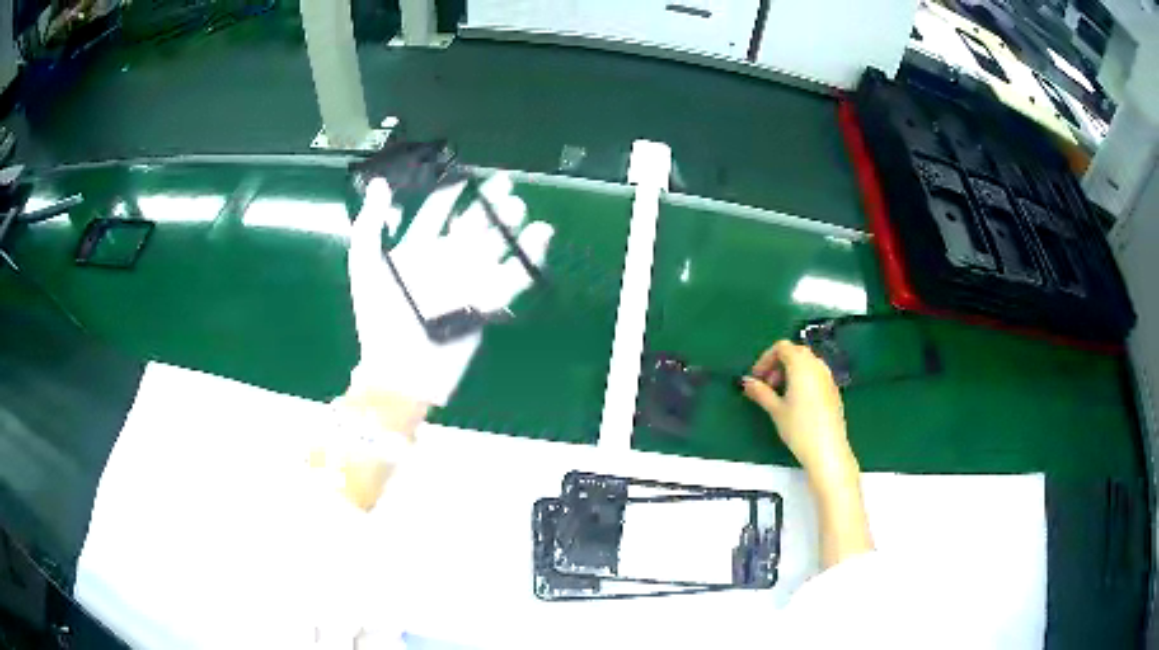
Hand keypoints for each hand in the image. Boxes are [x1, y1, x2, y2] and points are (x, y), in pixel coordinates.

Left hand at [347, 173, 553, 406]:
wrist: (401, 369)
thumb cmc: (379, 317)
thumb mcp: (366, 266)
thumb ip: (370, 225)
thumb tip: (378, 183)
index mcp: (417, 251)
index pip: (435, 215)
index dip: (447, 195)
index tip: (461, 176)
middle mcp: (445, 261)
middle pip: (471, 225)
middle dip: (487, 204)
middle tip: (504, 183)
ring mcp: (468, 281)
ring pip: (495, 246)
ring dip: (508, 225)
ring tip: (517, 207)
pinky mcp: (488, 302)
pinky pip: (513, 277)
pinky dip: (529, 257)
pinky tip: (540, 235)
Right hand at [742, 340, 856, 480]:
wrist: (827, 449)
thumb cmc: (799, 428)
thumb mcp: (775, 410)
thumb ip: (760, 392)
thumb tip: (746, 382)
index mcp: (801, 364)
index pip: (782, 347)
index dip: (765, 359)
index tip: (757, 378)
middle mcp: (817, 365)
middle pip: (795, 352)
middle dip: (778, 364)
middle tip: (767, 385)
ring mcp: (828, 377)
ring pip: (806, 363)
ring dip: (790, 371)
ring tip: (780, 395)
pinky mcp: (833, 390)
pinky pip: (815, 374)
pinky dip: (803, 379)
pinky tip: (796, 402)